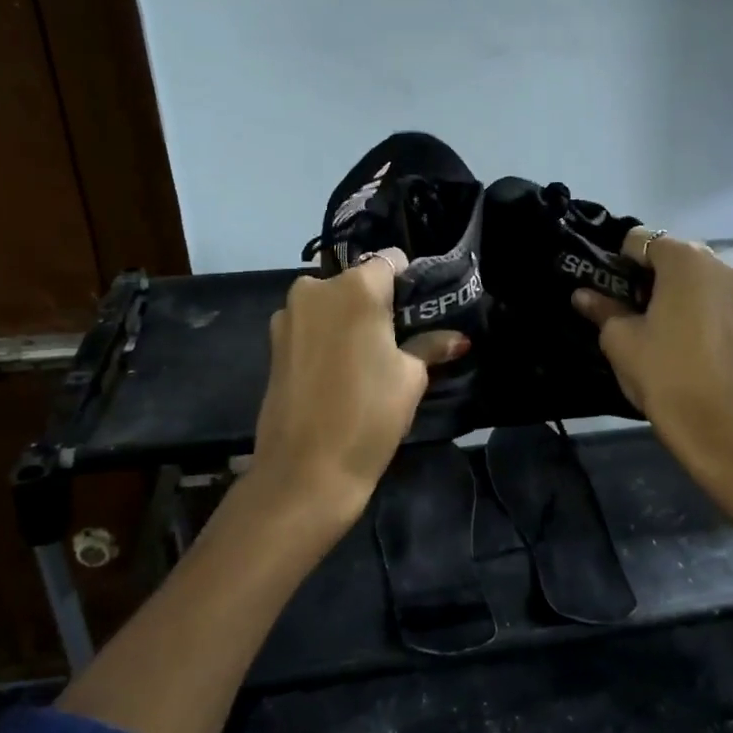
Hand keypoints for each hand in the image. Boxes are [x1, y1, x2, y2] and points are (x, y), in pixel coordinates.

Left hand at [251, 250, 465, 530]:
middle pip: (358, 281)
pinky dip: (329, 336)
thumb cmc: (368, 415)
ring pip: (332, 303)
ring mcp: (289, 314)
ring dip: (351, 319)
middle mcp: (316, 288)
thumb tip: (459, 339)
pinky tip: (342, 369)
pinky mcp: (274, 342)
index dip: (410, 282)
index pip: (391, 261)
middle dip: (379, 302)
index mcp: (355, 287)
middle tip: (400, 337)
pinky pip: (312, 325)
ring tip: (370, 357)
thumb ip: (431, 346)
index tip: (423, 310)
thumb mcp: (410, 378)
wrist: (305, 470)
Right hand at [573, 233, 732, 475]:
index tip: (605, 292)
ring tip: (652, 330)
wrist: (721, 429)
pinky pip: (712, 301)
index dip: (616, 263)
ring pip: (693, 280)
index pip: (638, 240)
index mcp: (685, 259)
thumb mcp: (620, 340)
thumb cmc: (664, 374)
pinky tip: (679, 344)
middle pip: (670, 256)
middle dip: (644, 277)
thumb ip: (602, 309)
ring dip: (669, 294)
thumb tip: (583, 295)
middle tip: (625, 311)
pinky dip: (692, 311)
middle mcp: (719, 264)